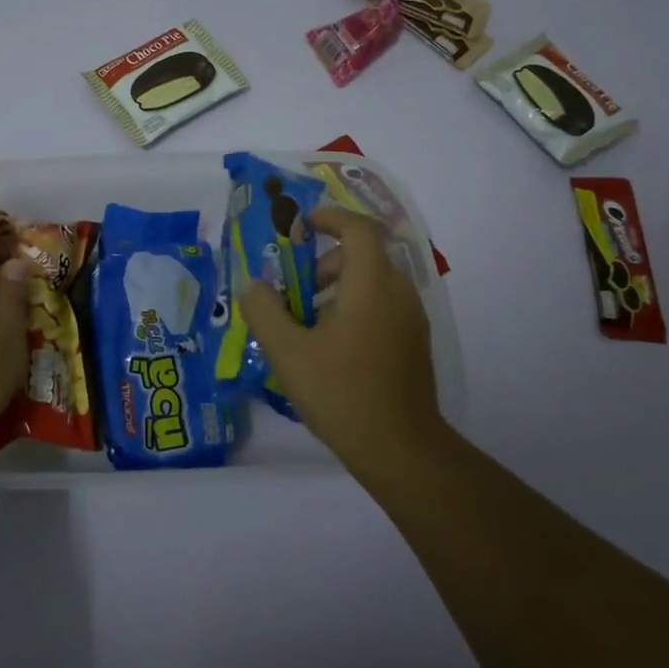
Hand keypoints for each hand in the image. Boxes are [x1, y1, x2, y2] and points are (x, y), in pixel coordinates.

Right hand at [240, 206, 441, 477]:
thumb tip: (254, 286)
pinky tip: (333, 347)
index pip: (358, 229)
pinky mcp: (414, 343)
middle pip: (364, 254)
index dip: (330, 217)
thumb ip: (264, 311)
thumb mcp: (288, 352)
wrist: (401, 450)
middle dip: (326, 261)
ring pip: (374, 281)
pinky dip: (356, 306)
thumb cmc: (341, 393)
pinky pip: (383, 305)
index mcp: (371, 285)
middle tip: (297, 290)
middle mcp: (398, 293)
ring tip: (309, 323)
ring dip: (339, 286)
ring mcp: (411, 319)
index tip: (302, 225)